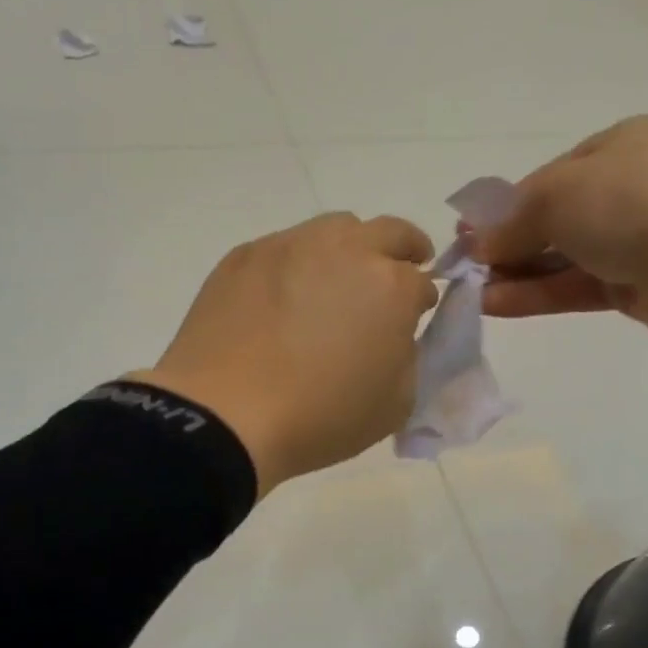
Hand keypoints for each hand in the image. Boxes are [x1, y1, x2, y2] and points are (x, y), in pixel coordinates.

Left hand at [131, 212, 438, 494]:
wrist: (225, 416)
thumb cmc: (320, 418)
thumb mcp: (394, 405)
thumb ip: (407, 359)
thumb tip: (393, 335)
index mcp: (391, 286)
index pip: (422, 283)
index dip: (420, 303)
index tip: (412, 320)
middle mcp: (346, 250)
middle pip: (389, 232)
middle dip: (404, 249)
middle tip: (398, 272)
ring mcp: (290, 245)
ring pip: (334, 228)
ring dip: (349, 249)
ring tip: (336, 284)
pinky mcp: (245, 256)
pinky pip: (284, 247)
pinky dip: (297, 265)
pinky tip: (283, 299)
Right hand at [473, 115, 647, 342]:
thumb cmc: (635, 203)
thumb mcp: (560, 196)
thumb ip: (514, 221)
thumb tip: (479, 246)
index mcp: (616, 148)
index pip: (547, 179)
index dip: (503, 208)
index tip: (467, 234)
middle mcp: (625, 189)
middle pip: (552, 219)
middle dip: (507, 244)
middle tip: (465, 267)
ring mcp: (632, 240)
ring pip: (561, 257)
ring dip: (516, 274)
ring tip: (472, 293)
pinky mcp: (634, 285)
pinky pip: (575, 287)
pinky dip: (537, 295)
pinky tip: (496, 305)